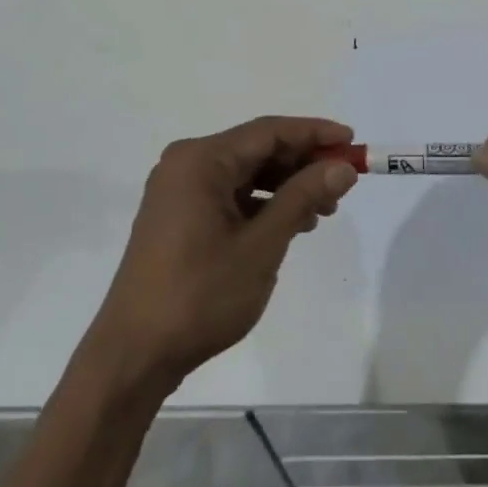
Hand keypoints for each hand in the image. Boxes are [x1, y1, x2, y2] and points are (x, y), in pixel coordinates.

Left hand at [92, 116, 357, 389]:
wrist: (135, 354)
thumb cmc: (200, 294)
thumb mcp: (261, 244)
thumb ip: (303, 197)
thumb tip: (343, 167)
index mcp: (200, 160)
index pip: (268, 131)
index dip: (314, 134)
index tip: (352, 143)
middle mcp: (186, 164)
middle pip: (256, 149)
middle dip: (302, 163)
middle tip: (343, 183)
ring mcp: (178, 191)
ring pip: (245, 174)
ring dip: (285, 186)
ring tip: (324, 210)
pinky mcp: (178, 217)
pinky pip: (229, 195)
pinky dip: (261, 204)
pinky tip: (290, 224)